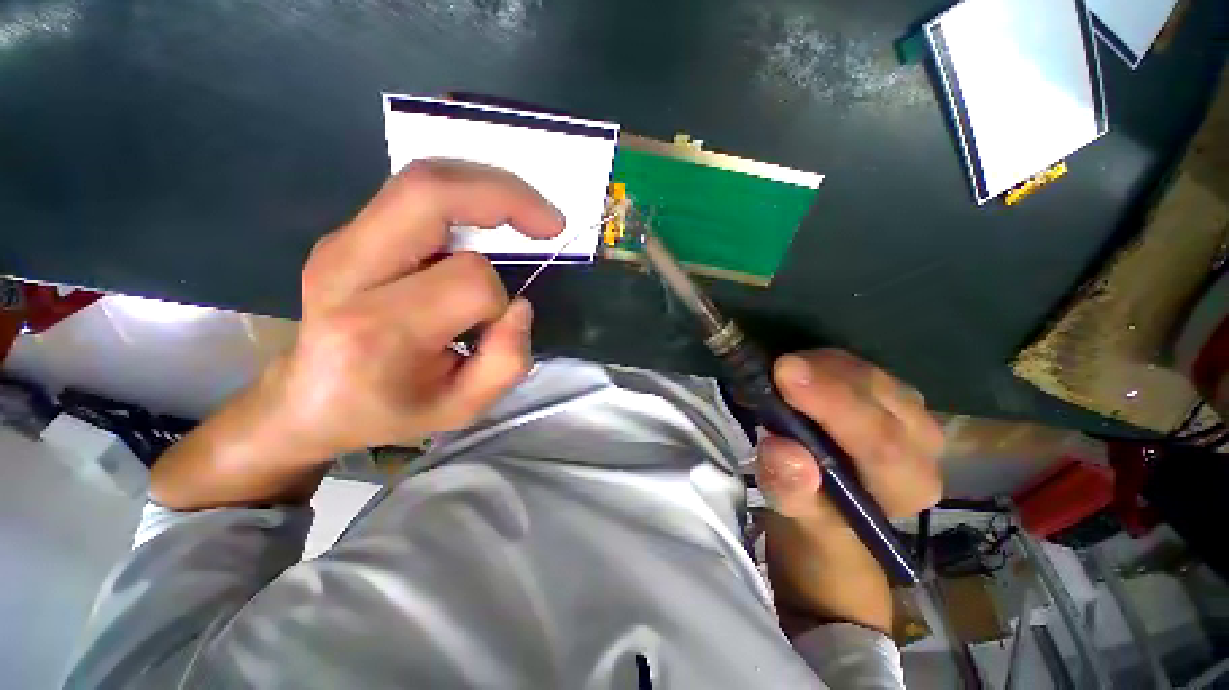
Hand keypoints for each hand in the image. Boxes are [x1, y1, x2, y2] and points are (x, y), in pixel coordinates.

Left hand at [270, 159, 563, 458]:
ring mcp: (341, 242)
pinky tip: (489, 216)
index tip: (503, 322)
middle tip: (550, 223)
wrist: (306, 401)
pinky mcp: (347, 233)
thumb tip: (519, 305)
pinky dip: (466, 195)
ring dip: (489, 188)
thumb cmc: (387, 411)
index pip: (468, 282)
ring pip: (422, 180)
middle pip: (429, 193)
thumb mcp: (461, 410)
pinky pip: (414, 193)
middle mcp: (349, 270)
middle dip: (506, 196)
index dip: (501, 300)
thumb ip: (506, 363)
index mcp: (377, 328)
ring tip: (528, 215)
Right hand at [757, 349, 942, 521]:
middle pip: (878, 397)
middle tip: (778, 366)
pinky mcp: (891, 389)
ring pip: (867, 373)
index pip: (880, 442)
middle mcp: (923, 444)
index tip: (786, 374)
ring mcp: (911, 410)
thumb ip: (790, 488)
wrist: (834, 497)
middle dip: (824, 377)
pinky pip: (858, 364)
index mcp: (907, 485)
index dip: (833, 404)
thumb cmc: (816, 509)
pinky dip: (823, 362)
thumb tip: (783, 451)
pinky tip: (800, 369)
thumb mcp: (793, 510)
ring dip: (821, 367)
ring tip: (782, 372)